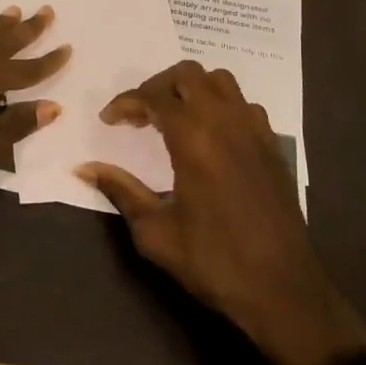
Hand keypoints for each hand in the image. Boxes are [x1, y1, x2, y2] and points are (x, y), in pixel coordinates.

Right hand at [76, 60, 365, 364]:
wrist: (282, 290)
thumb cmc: (213, 261)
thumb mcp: (155, 232)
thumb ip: (120, 190)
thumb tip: (83, 168)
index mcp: (195, 139)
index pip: (154, 96)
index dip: (125, 102)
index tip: (109, 120)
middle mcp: (227, 122)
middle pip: (188, 74)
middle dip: (157, 85)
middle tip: (139, 115)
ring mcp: (256, 131)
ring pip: (220, 81)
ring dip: (191, 89)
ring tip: (173, 118)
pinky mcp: (273, 146)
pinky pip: (243, 105)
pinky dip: (220, 106)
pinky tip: (209, 137)